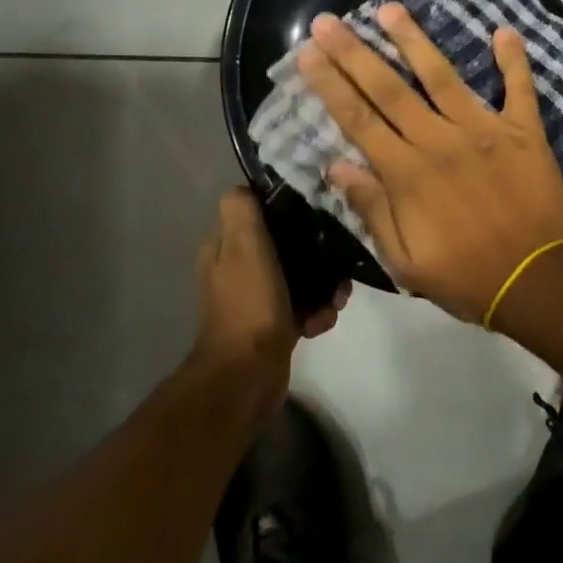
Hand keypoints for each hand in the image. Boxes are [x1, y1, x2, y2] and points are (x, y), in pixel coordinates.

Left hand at [192, 190, 348, 403]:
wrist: (247, 376)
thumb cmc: (249, 304)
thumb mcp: (243, 246)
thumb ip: (242, 210)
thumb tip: (245, 187)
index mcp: (225, 247)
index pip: (258, 212)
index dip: (288, 210)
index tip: (317, 211)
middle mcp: (237, 269)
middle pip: (285, 245)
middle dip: (316, 253)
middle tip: (337, 262)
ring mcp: (256, 298)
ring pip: (300, 276)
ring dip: (323, 286)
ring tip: (336, 299)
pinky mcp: (273, 325)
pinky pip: (303, 306)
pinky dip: (316, 312)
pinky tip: (321, 322)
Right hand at [296, 3, 562, 323]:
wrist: (539, 283)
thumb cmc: (467, 278)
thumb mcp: (406, 261)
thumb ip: (372, 210)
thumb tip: (337, 167)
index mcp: (407, 174)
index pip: (358, 120)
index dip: (330, 84)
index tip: (308, 53)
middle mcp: (440, 141)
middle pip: (389, 89)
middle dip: (354, 53)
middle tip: (329, 20)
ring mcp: (484, 131)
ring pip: (442, 76)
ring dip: (414, 40)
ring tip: (391, 8)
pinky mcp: (523, 132)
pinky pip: (519, 89)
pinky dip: (513, 60)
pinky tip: (504, 30)